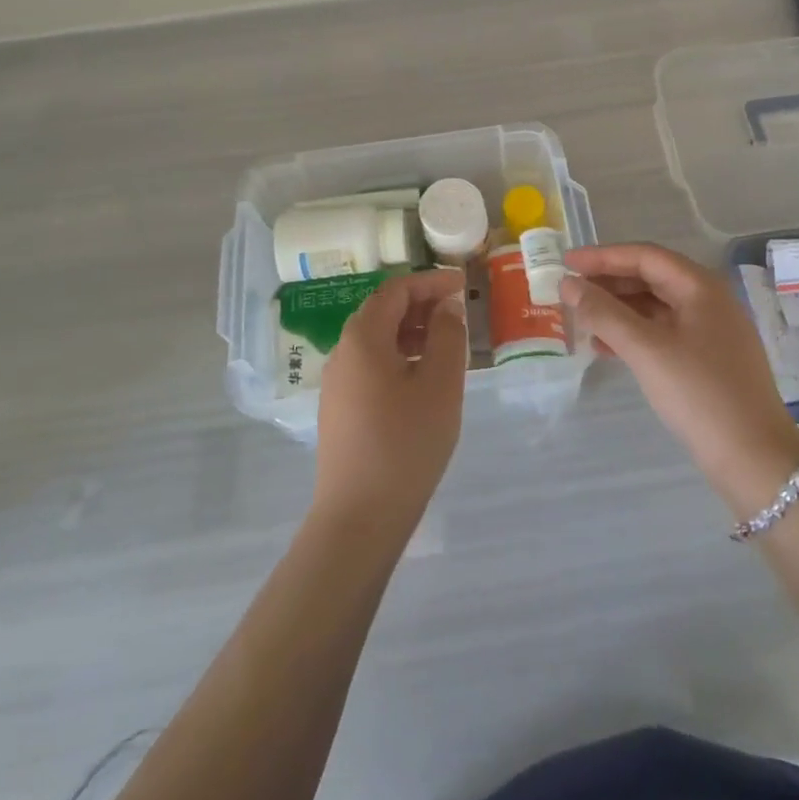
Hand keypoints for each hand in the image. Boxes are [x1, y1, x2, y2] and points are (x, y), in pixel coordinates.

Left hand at [311, 269, 467, 545]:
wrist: (359, 518)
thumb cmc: (406, 443)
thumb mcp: (440, 384)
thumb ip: (447, 336)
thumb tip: (446, 307)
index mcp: (363, 337)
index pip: (395, 290)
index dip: (430, 281)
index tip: (461, 285)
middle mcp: (343, 352)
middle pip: (382, 311)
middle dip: (420, 305)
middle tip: (456, 313)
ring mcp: (337, 383)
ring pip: (376, 340)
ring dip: (410, 332)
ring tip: (445, 345)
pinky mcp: (339, 410)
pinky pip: (370, 365)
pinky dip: (398, 357)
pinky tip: (422, 380)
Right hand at [563, 244, 798, 514]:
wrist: (755, 461)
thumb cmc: (699, 394)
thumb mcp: (646, 350)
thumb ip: (603, 313)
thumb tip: (568, 284)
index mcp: (701, 287)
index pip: (645, 256)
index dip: (603, 256)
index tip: (566, 262)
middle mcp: (709, 301)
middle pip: (651, 278)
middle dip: (608, 282)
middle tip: (570, 290)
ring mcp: (711, 331)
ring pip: (655, 307)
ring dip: (617, 309)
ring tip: (581, 318)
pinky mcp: (708, 360)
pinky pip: (662, 332)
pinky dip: (633, 334)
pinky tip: (605, 348)